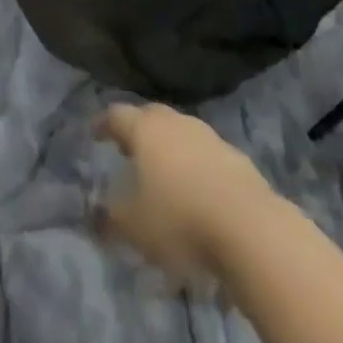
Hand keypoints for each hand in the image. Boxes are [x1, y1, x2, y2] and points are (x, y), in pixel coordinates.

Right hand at [94, 104, 276, 281]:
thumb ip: (110, 218)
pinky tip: (194, 190)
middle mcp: (176, 122)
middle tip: (127, 149)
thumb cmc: (179, 220)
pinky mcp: (234, 156)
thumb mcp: (134, 227)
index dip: (104, 124)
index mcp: (147, 130)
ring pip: (180, 133)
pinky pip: (204, 154)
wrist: (247, 225)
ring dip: (168, 148)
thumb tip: (96, 213)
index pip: (118, 115)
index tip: (95, 133)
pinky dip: (193, 166)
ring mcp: (208, 136)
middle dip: (137, 130)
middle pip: (151, 117)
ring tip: (161, 173)